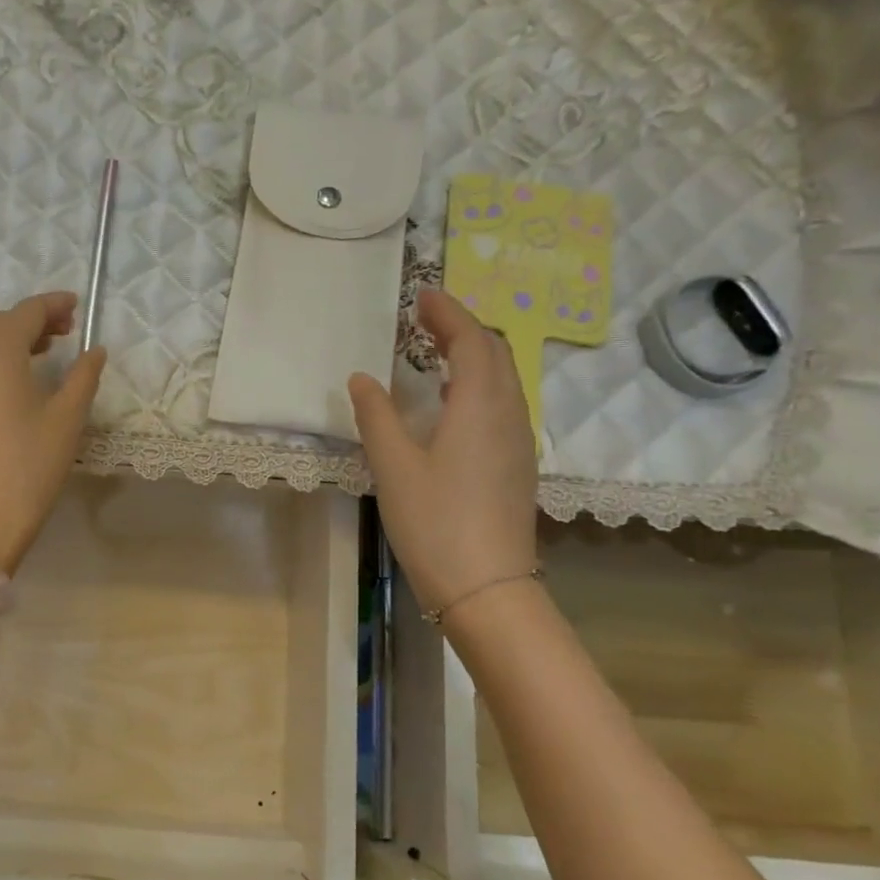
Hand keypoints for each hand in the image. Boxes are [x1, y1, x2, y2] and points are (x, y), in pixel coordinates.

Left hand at [0, 292, 106, 572]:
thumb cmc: (28, 465)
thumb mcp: (66, 419)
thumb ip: (83, 377)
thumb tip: (94, 351)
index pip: (27, 312)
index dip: (54, 305)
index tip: (77, 306)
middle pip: (0, 326)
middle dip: (34, 323)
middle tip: (66, 332)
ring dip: (13, 345)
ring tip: (44, 356)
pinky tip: (15, 389)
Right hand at [348, 288, 537, 615]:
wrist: (486, 586)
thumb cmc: (435, 521)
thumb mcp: (394, 465)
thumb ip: (376, 415)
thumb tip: (361, 377)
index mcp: (480, 405)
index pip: (471, 340)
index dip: (447, 312)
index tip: (420, 294)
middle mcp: (509, 413)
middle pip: (495, 353)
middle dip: (462, 327)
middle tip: (424, 318)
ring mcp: (518, 441)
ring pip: (503, 378)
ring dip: (473, 354)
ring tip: (435, 350)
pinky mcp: (516, 464)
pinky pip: (502, 403)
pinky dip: (478, 383)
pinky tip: (452, 400)